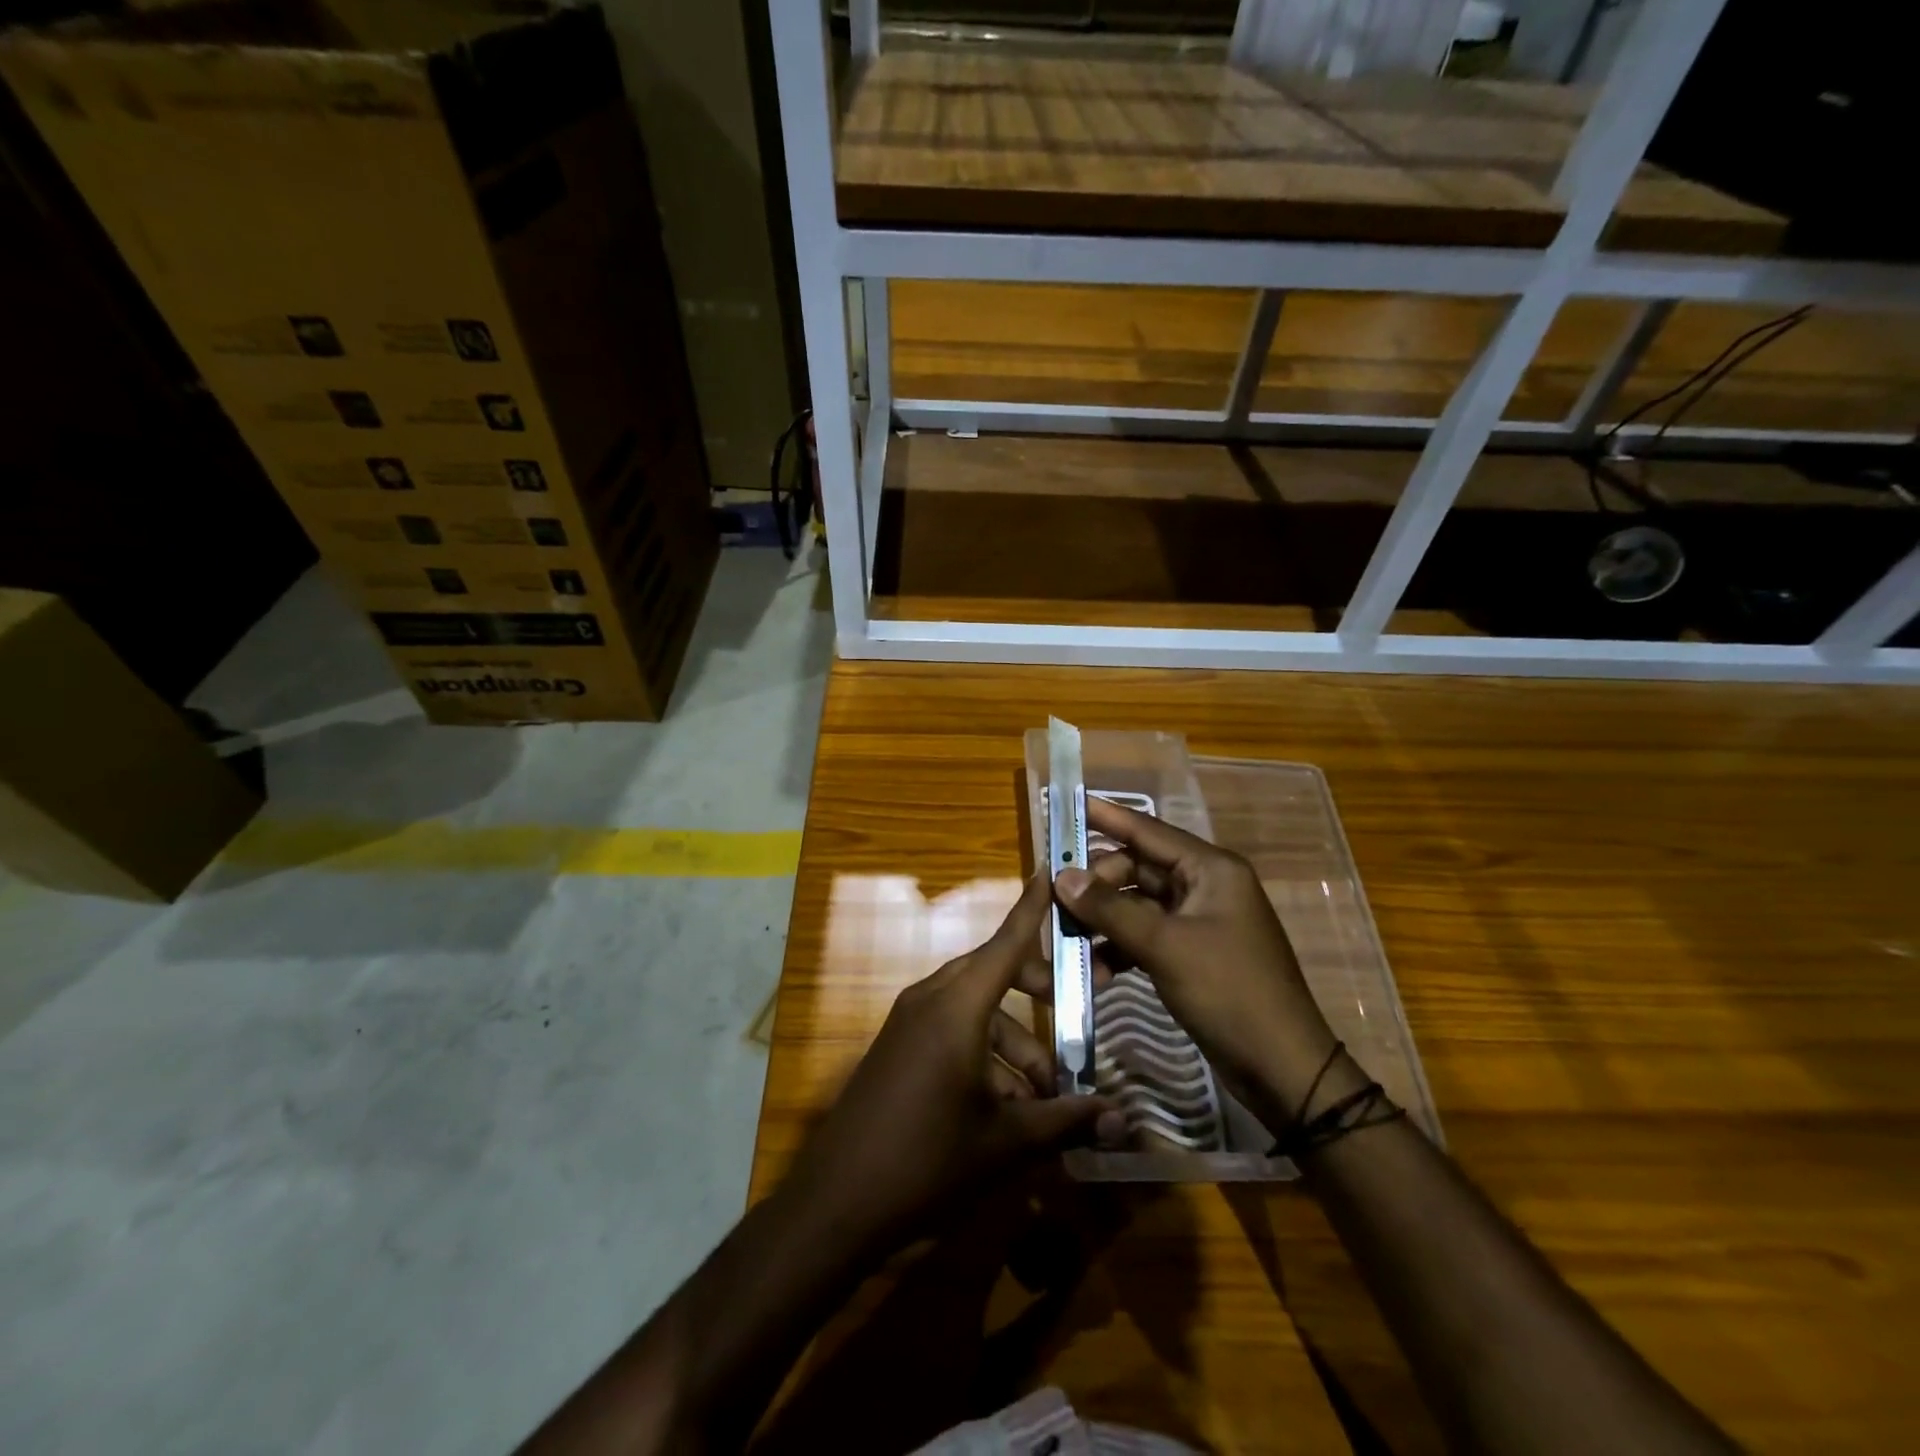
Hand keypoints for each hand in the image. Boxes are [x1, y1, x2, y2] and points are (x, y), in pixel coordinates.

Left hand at [782, 873, 1121, 1251]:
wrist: (836, 1203)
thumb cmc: (926, 1162)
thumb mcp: (1005, 1143)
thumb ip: (1064, 1122)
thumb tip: (1122, 1120)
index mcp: (957, 1007)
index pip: (1007, 942)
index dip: (1033, 908)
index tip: (1051, 869)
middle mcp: (931, 999)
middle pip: (995, 974)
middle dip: (1038, 994)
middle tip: (1076, 1022)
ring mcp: (909, 1021)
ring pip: (976, 1009)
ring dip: (1014, 1042)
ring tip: (1045, 1098)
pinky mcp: (898, 1045)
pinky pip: (951, 1028)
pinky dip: (984, 1052)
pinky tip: (1005, 1106)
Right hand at [1054, 796, 1343, 1128]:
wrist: (1281, 1067)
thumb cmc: (1229, 992)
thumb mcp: (1165, 947)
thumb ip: (1110, 909)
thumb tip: (1061, 875)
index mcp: (1210, 869)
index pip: (1148, 831)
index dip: (1106, 817)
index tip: (1067, 804)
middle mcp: (1205, 886)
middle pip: (1137, 870)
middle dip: (1097, 885)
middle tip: (1056, 900)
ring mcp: (1199, 921)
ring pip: (1137, 905)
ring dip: (1104, 921)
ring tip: (1068, 940)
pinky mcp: (1192, 953)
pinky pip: (1145, 936)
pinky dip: (1120, 948)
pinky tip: (1097, 971)